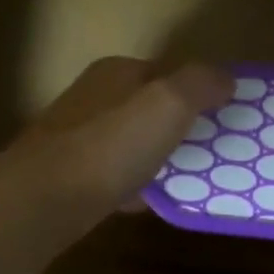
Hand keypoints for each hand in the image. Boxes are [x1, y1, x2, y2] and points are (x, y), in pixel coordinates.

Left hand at [17, 56, 232, 219]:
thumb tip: (226, 79)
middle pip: (147, 107)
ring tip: (187, 179)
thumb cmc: (112, 145)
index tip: (222, 117)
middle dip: (177, 127)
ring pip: (131, 142)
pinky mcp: (70, 174)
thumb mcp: (169, 103)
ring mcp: (77, 136)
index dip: (196, 91)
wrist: (46, 198)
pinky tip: (148, 202)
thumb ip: (200, 85)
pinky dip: (134, 185)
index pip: (166, 71)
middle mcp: (94, 97)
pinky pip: (114, 175)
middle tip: (210, 151)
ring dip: (157, 157)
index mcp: (116, 72)